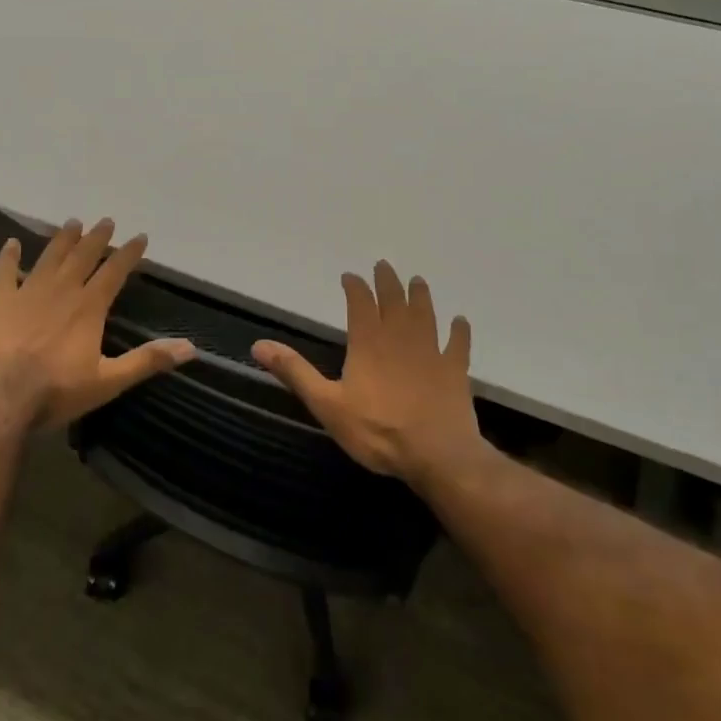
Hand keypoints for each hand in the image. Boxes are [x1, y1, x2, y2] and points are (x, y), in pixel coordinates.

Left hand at [0, 218, 194, 428]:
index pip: (114, 272)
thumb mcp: (109, 381)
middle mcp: (61, 291)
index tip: (140, 236)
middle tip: (106, 221)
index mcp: (89, 307)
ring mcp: (27, 293)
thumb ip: (147, 360)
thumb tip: (191, 348)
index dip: (129, 253)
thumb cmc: (56, 391)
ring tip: (72, 223)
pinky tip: (11, 242)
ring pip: (49, 258)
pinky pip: (4, 273)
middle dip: (97, 238)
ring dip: (62, 240)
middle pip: (83, 257)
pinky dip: (8, 257)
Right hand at [253, 261, 480, 484]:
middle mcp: (400, 338)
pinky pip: (458, 345)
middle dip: (387, 282)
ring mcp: (431, 352)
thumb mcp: (326, 404)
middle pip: (394, 301)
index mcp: (368, 343)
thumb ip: (295, 372)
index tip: (350, 276)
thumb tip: (259, 344)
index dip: (355, 288)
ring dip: (420, 296)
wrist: (436, 454)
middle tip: (384, 266)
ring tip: (418, 281)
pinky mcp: (455, 370)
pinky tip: (460, 322)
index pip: (360, 304)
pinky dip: (459, 331)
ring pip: (426, 315)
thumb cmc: (377, 430)